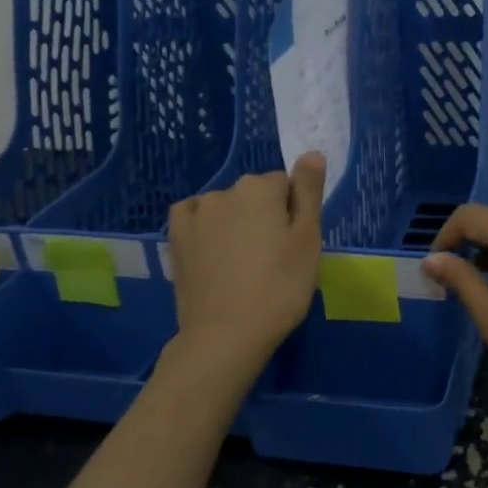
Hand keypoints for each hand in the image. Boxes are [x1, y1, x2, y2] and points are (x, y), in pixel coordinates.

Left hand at [168, 152, 325, 371]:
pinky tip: (214, 252)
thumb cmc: (280, 288)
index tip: (295, 247)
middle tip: (274, 260)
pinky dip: (207, 228)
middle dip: (265, 217)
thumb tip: (311, 152)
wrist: (226, 335)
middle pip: (256, 196)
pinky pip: (196, 218)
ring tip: (244, 266)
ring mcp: (195, 214)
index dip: (295, 215)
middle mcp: (224, 191)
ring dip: (236, 225)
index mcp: (260, 188)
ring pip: (227, 208)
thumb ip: (309, 192)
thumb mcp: (308, 240)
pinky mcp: (176, 238)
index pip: (287, 186)